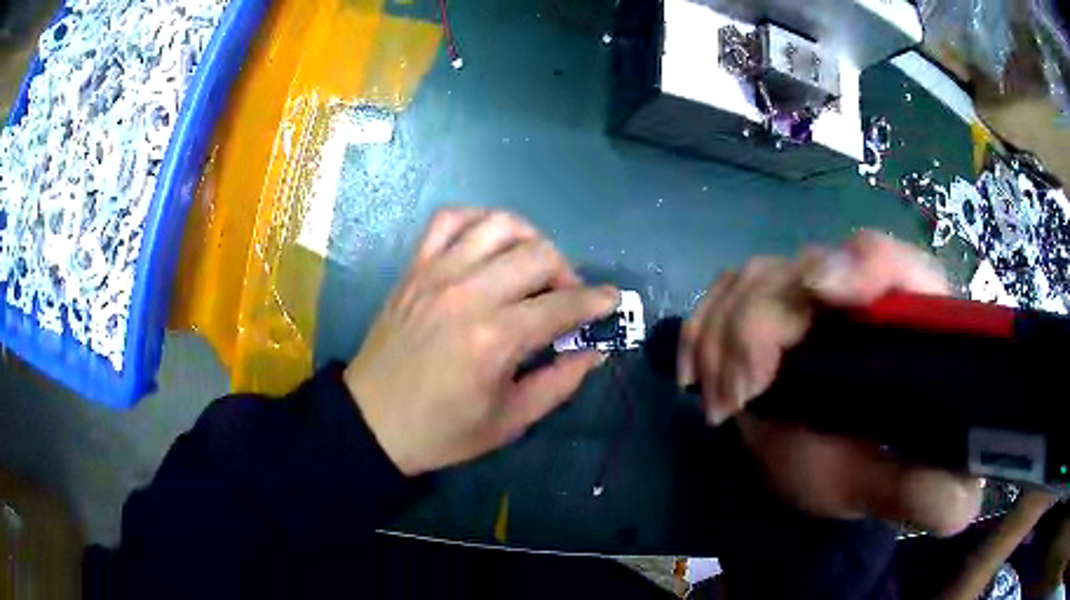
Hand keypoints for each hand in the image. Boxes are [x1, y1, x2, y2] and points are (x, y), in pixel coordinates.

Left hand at [345, 208, 618, 475]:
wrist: (372, 421)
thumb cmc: (442, 430)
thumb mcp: (510, 421)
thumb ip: (559, 383)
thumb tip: (595, 350)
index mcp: (495, 339)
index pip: (563, 304)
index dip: (597, 300)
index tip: (611, 300)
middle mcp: (469, 294)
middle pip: (539, 254)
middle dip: (567, 271)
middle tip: (566, 297)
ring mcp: (437, 274)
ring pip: (499, 225)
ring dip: (529, 238)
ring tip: (532, 264)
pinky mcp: (415, 268)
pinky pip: (449, 219)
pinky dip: (477, 220)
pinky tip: (489, 243)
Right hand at [679, 231, 982, 534]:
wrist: (824, 464)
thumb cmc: (865, 469)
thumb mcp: (897, 489)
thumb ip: (933, 495)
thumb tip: (965, 499)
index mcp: (907, 320)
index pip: (892, 261)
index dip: (858, 262)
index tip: (818, 292)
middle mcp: (858, 292)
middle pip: (806, 265)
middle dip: (763, 323)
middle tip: (744, 394)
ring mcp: (808, 293)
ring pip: (757, 275)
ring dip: (725, 334)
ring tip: (722, 403)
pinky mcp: (769, 304)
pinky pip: (723, 291)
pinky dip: (701, 327)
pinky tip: (694, 373)